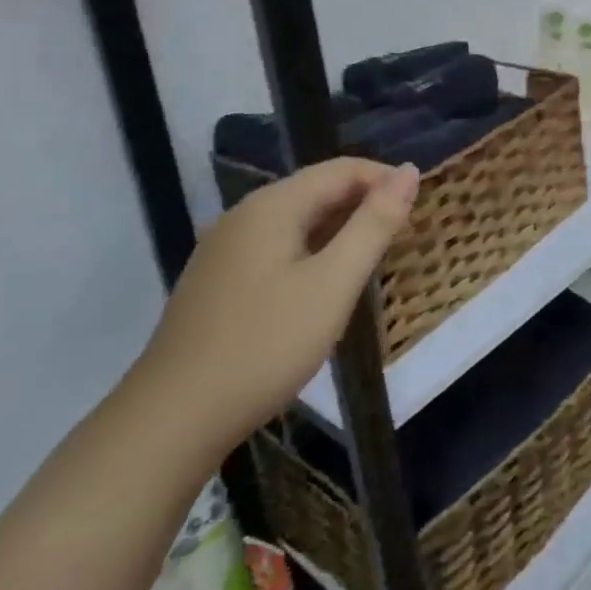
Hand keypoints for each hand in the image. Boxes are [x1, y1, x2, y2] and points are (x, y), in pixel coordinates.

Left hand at [129, 160, 418, 448]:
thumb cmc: (264, 346)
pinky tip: (321, 286)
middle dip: (363, 204)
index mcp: (273, 205)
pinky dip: (310, 252)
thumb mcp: (333, 284)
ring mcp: (224, 248)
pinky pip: (275, 246)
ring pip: (296, 220)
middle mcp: (244, 215)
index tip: (419, 208)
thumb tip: (409, 171)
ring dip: (338, 229)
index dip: (385, 180)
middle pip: (317, 190)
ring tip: (371, 261)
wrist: (171, 421)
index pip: (342, 169)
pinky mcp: (216, 280)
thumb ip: (374, 224)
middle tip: (401, 238)